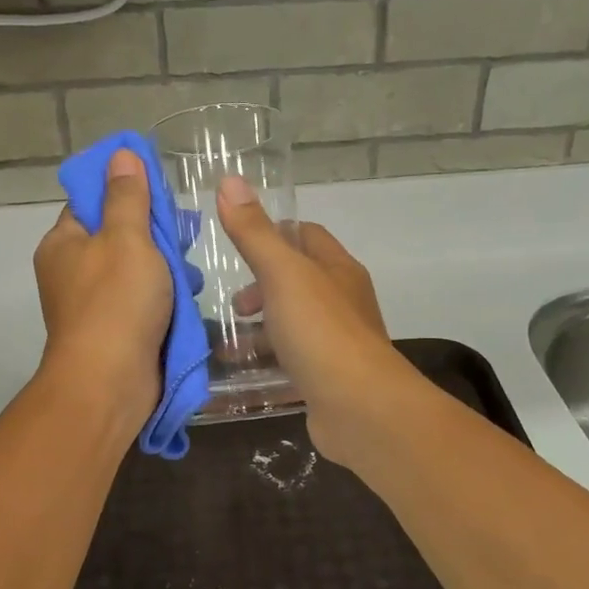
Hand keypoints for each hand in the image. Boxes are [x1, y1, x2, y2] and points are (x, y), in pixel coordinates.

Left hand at [33, 149, 171, 440]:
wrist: (110, 382)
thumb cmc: (117, 302)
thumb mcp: (127, 238)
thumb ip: (128, 196)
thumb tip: (121, 153)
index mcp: (63, 244)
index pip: (92, 203)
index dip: (125, 192)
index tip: (160, 194)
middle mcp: (71, 272)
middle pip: (116, 238)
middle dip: (153, 236)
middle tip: (184, 234)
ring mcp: (91, 306)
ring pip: (133, 272)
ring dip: (163, 270)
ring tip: (191, 272)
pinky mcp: (112, 333)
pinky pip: (140, 303)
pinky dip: (162, 299)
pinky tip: (186, 298)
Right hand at [215, 177, 421, 467]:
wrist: (361, 408)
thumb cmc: (322, 332)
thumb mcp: (283, 275)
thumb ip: (254, 233)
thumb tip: (230, 180)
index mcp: (338, 269)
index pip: (307, 236)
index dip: (273, 235)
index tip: (237, 248)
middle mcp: (343, 302)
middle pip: (299, 282)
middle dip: (261, 288)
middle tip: (234, 306)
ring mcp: (339, 343)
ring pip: (294, 325)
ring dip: (262, 330)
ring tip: (227, 344)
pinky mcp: (329, 379)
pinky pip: (294, 362)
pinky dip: (269, 363)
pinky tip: (244, 375)